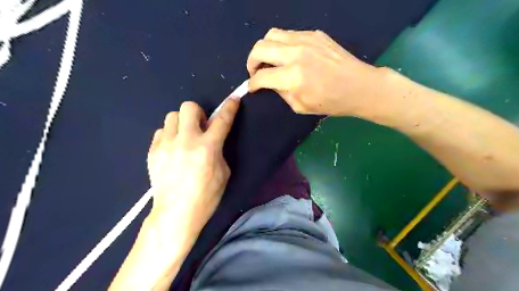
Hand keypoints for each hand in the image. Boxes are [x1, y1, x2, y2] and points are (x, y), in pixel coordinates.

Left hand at [146, 98, 239, 238]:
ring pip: (171, 116)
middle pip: (188, 107)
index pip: (222, 120)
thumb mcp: (224, 173)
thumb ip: (219, 151)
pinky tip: (173, 149)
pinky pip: (161, 132)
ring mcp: (166, 145)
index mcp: (208, 147)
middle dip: (198, 113)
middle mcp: (186, 140)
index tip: (234, 99)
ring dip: (182, 123)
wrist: (176, 213)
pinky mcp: (153, 151)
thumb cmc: (206, 196)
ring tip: (184, 138)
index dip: (230, 107)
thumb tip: (212, 140)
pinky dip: (169, 135)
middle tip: (200, 127)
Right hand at [247, 28, 388, 116]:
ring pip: (271, 34)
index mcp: (292, 77)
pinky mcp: (314, 34)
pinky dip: (281, 44)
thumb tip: (269, 83)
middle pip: (260, 48)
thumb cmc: (331, 102)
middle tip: (256, 71)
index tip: (252, 87)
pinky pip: (288, 34)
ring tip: (269, 60)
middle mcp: (295, 54)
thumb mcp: (300, 106)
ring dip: (264, 48)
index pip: (261, 76)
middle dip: (251, 61)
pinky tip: (287, 55)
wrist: (359, 86)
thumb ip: (281, 92)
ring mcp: (306, 40)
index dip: (252, 84)